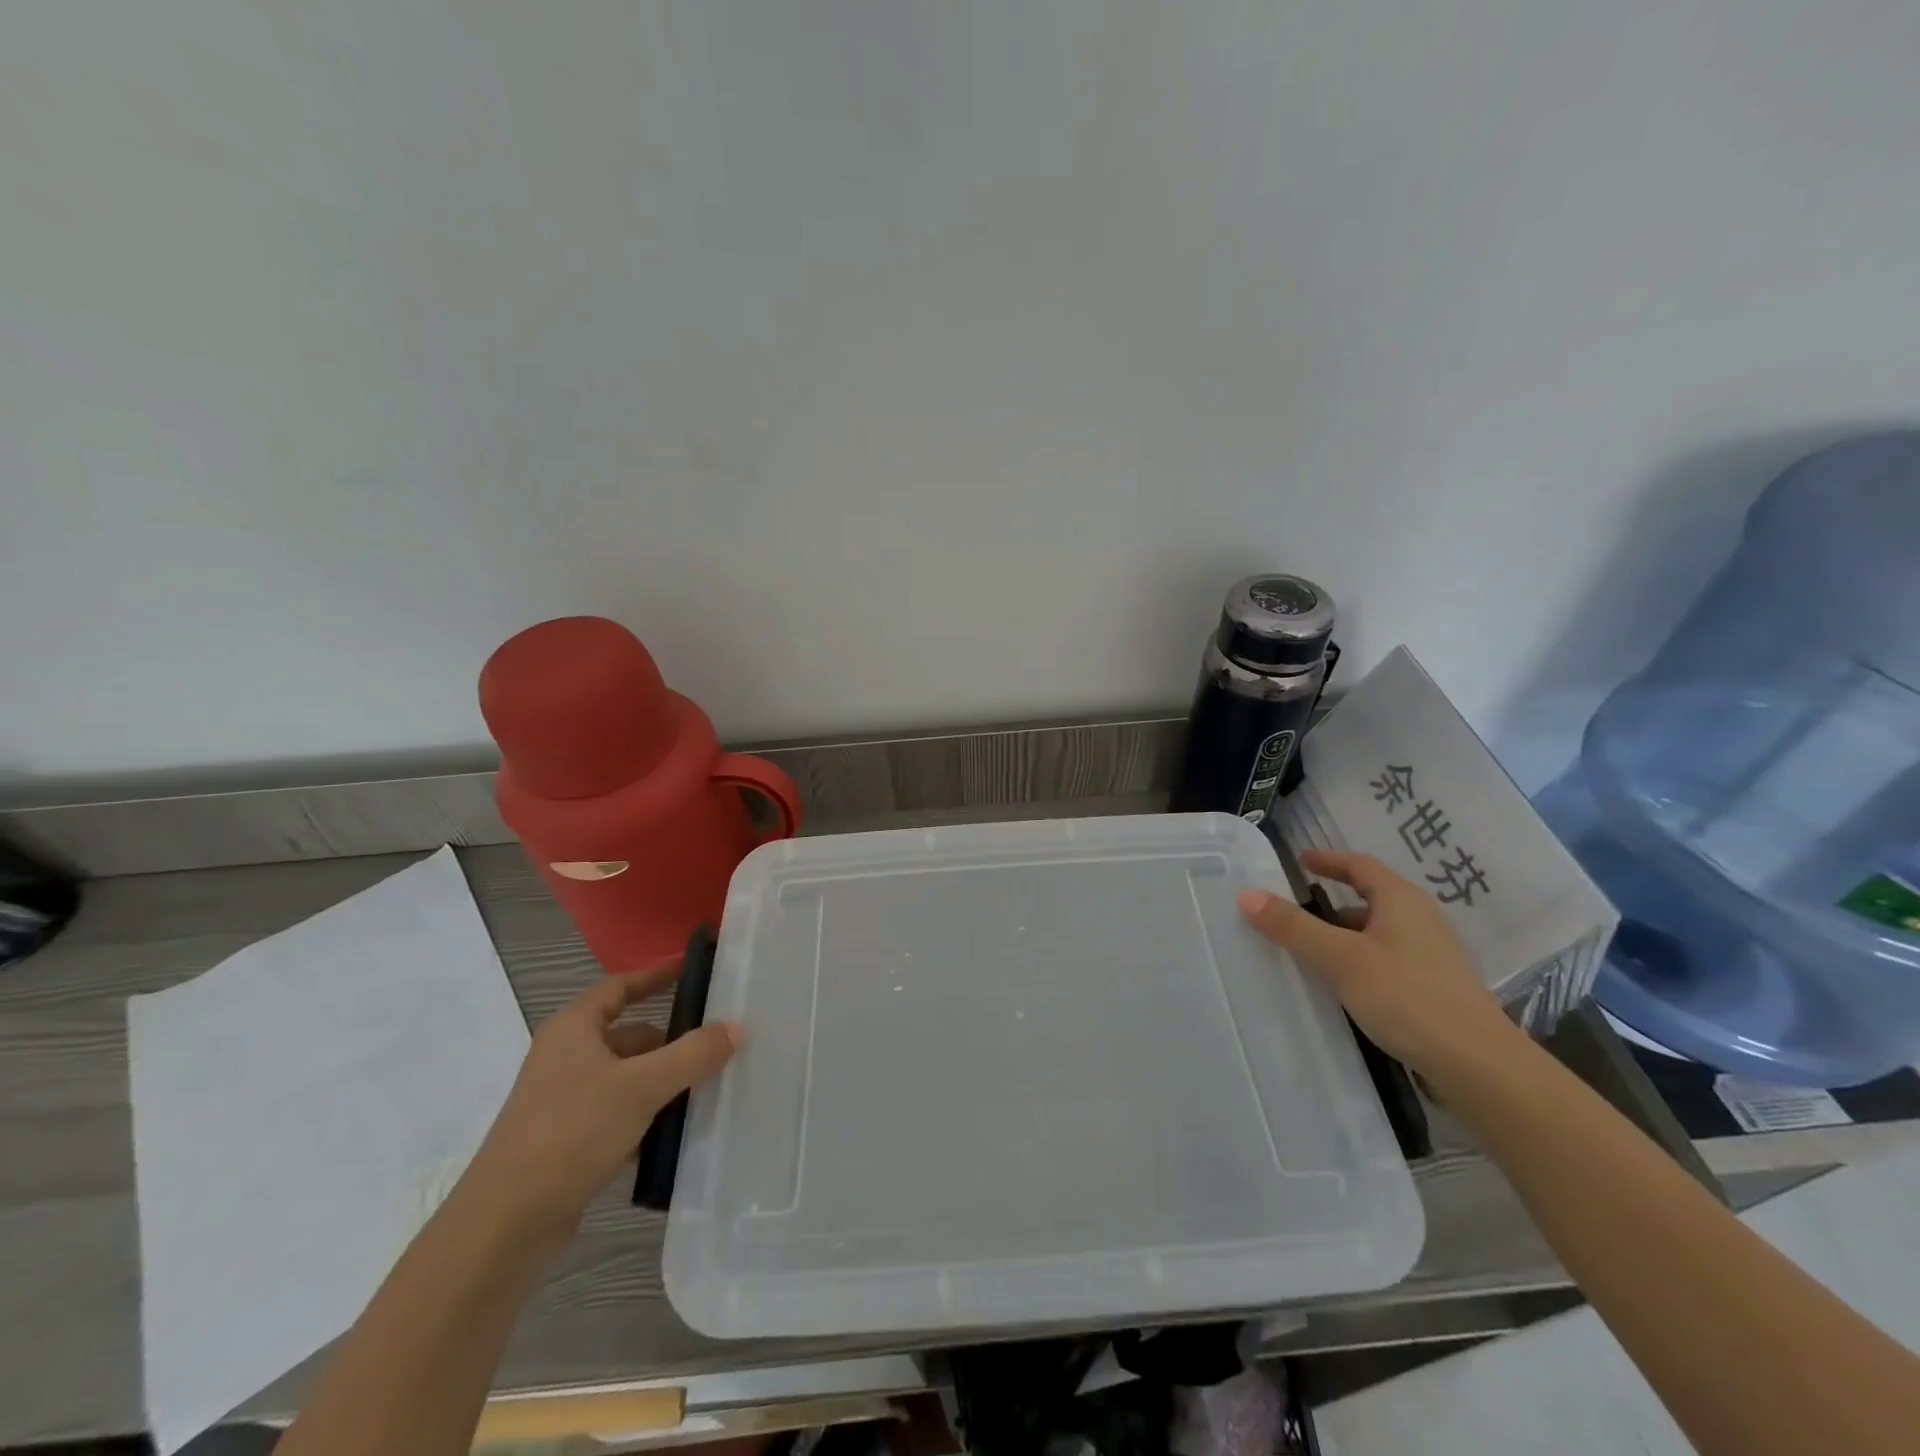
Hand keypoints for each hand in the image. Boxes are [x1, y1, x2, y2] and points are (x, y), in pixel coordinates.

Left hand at [460, 971, 740, 1247]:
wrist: (503, 1227)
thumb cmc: (570, 1134)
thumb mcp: (641, 1087)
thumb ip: (692, 1054)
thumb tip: (736, 1027)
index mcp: (573, 1029)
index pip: (620, 986)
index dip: (656, 975)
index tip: (694, 969)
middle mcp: (566, 1057)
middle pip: (629, 1034)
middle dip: (672, 1039)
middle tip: (719, 1040)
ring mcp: (564, 1101)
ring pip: (627, 1077)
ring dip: (664, 1081)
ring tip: (710, 1085)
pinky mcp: (568, 1141)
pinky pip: (620, 1114)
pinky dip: (648, 1116)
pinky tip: (677, 1132)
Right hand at [1237, 848, 1523, 1087]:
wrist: (1478, 1066)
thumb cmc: (1407, 997)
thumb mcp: (1340, 958)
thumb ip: (1294, 927)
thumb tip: (1247, 894)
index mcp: (1401, 900)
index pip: (1361, 865)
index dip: (1329, 860)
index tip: (1301, 861)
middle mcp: (1420, 919)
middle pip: (1371, 897)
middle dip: (1333, 900)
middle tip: (1296, 908)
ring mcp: (1432, 955)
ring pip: (1379, 931)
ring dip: (1345, 933)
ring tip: (1311, 949)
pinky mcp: (1435, 987)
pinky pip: (1387, 958)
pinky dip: (1359, 959)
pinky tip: (1343, 983)